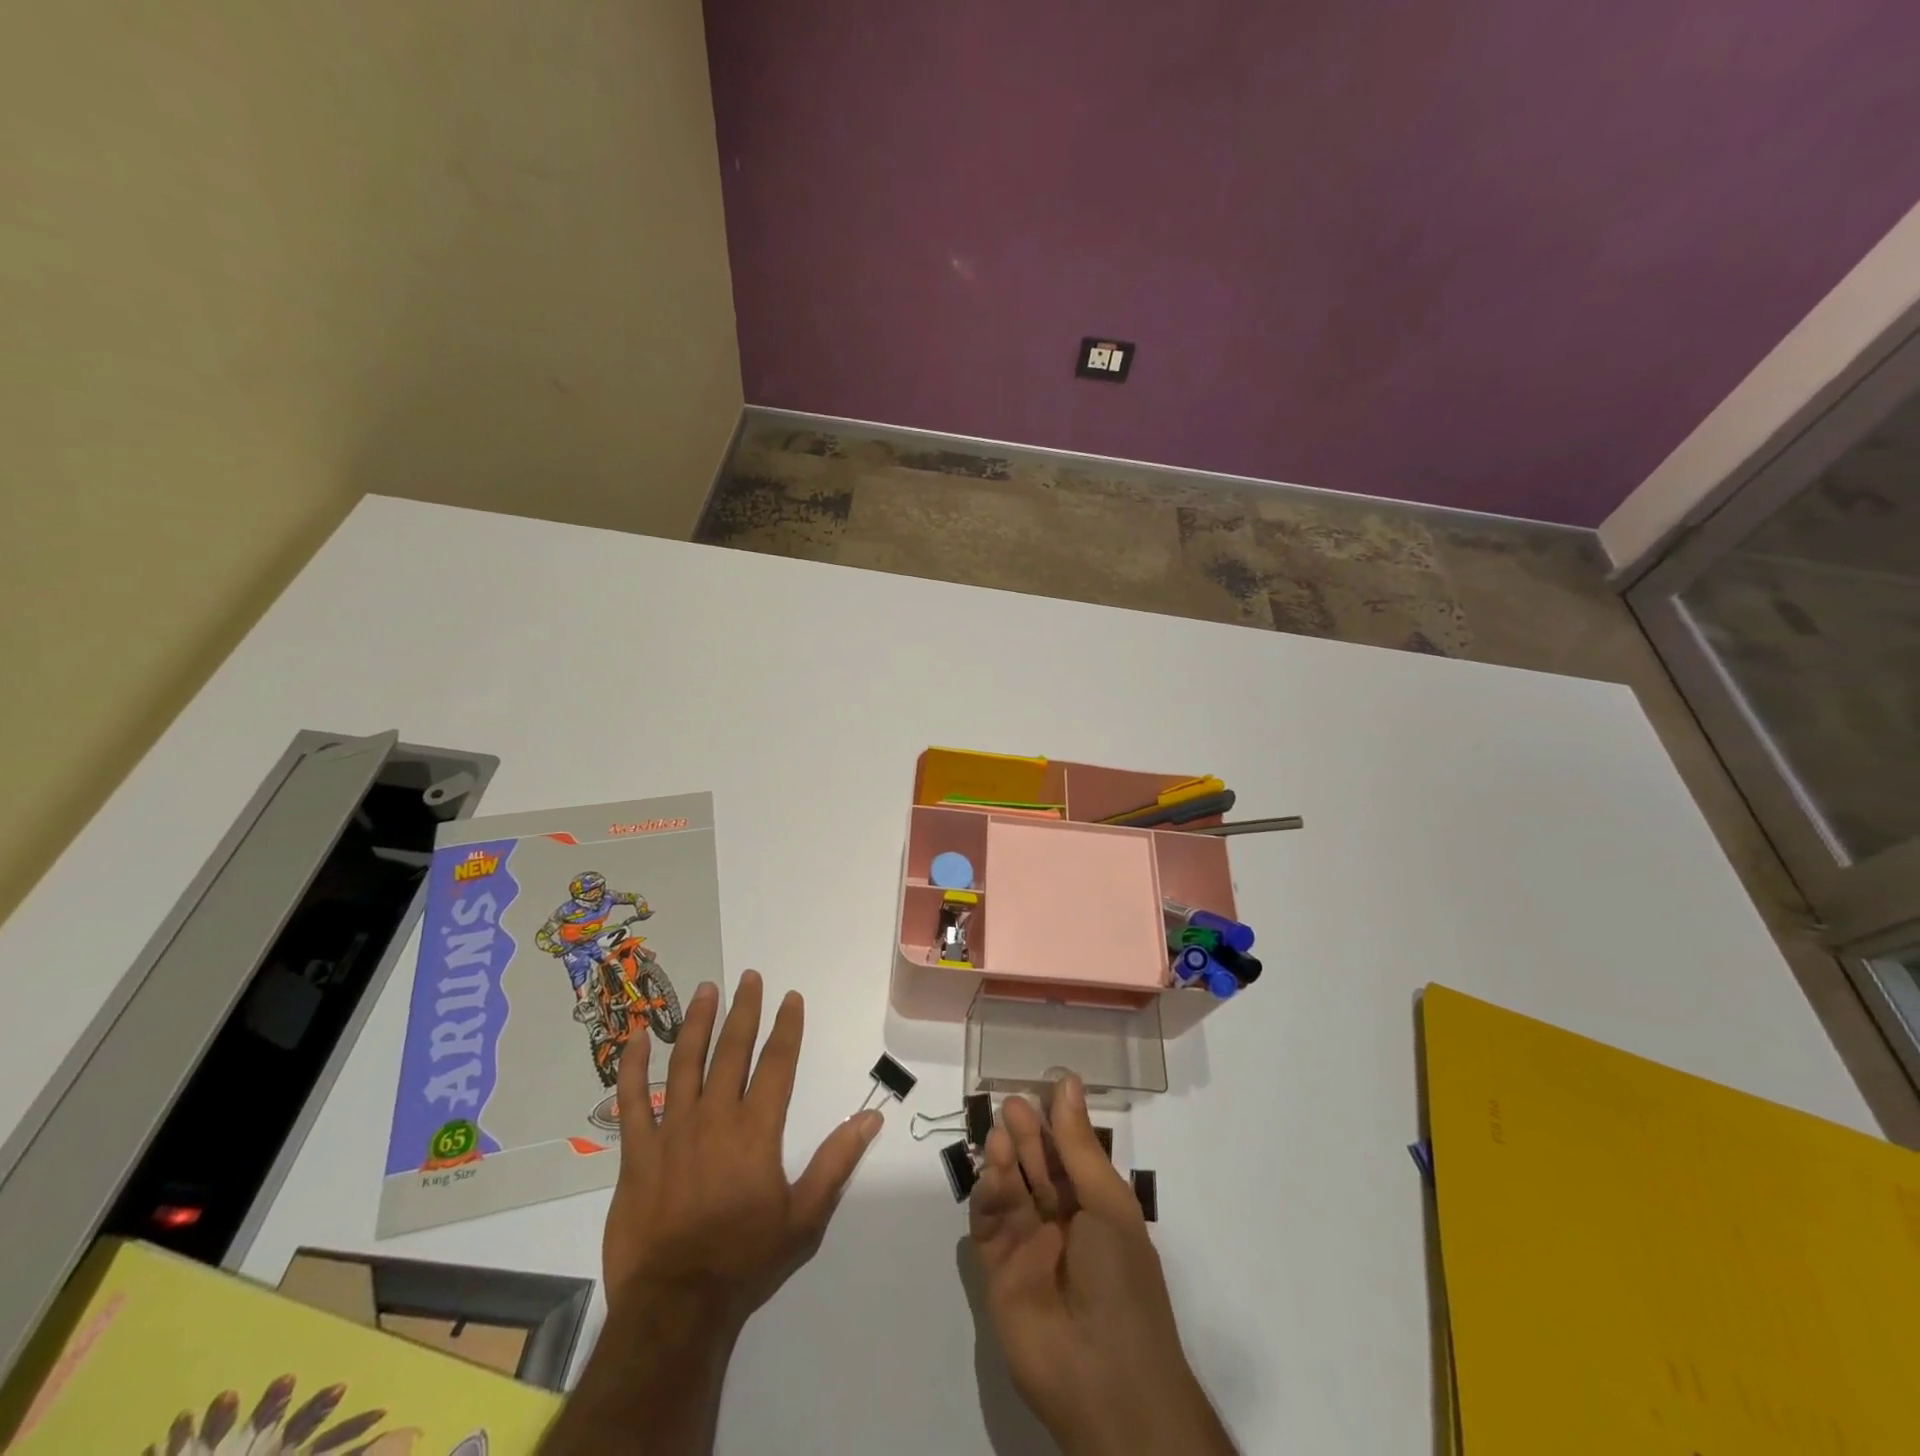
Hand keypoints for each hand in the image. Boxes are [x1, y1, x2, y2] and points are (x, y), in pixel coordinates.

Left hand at [602, 970, 882, 1336]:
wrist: (675, 1307)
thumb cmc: (745, 1261)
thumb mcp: (805, 1217)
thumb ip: (836, 1162)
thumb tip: (871, 1118)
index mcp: (756, 1130)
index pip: (777, 1063)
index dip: (787, 1027)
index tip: (791, 998)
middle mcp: (715, 1117)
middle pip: (732, 1050)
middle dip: (744, 1010)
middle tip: (749, 977)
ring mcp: (672, 1131)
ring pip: (685, 1062)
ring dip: (697, 1022)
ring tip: (706, 990)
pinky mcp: (636, 1153)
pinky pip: (631, 1101)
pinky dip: (632, 1068)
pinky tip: (634, 1038)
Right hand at [968, 1077, 1235, 1455]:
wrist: (1105, 1380)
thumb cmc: (1121, 1280)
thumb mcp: (1107, 1203)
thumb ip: (1078, 1144)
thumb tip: (1067, 1082)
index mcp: (1096, 1208)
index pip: (1070, 1155)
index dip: (1056, 1122)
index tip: (1041, 1085)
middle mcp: (1062, 1224)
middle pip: (1037, 1168)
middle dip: (1025, 1135)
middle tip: (1011, 1103)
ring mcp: (1029, 1247)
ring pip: (1011, 1190)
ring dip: (1005, 1159)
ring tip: (1000, 1131)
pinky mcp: (998, 1272)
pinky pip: (989, 1224)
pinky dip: (988, 1194)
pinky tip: (992, 1170)